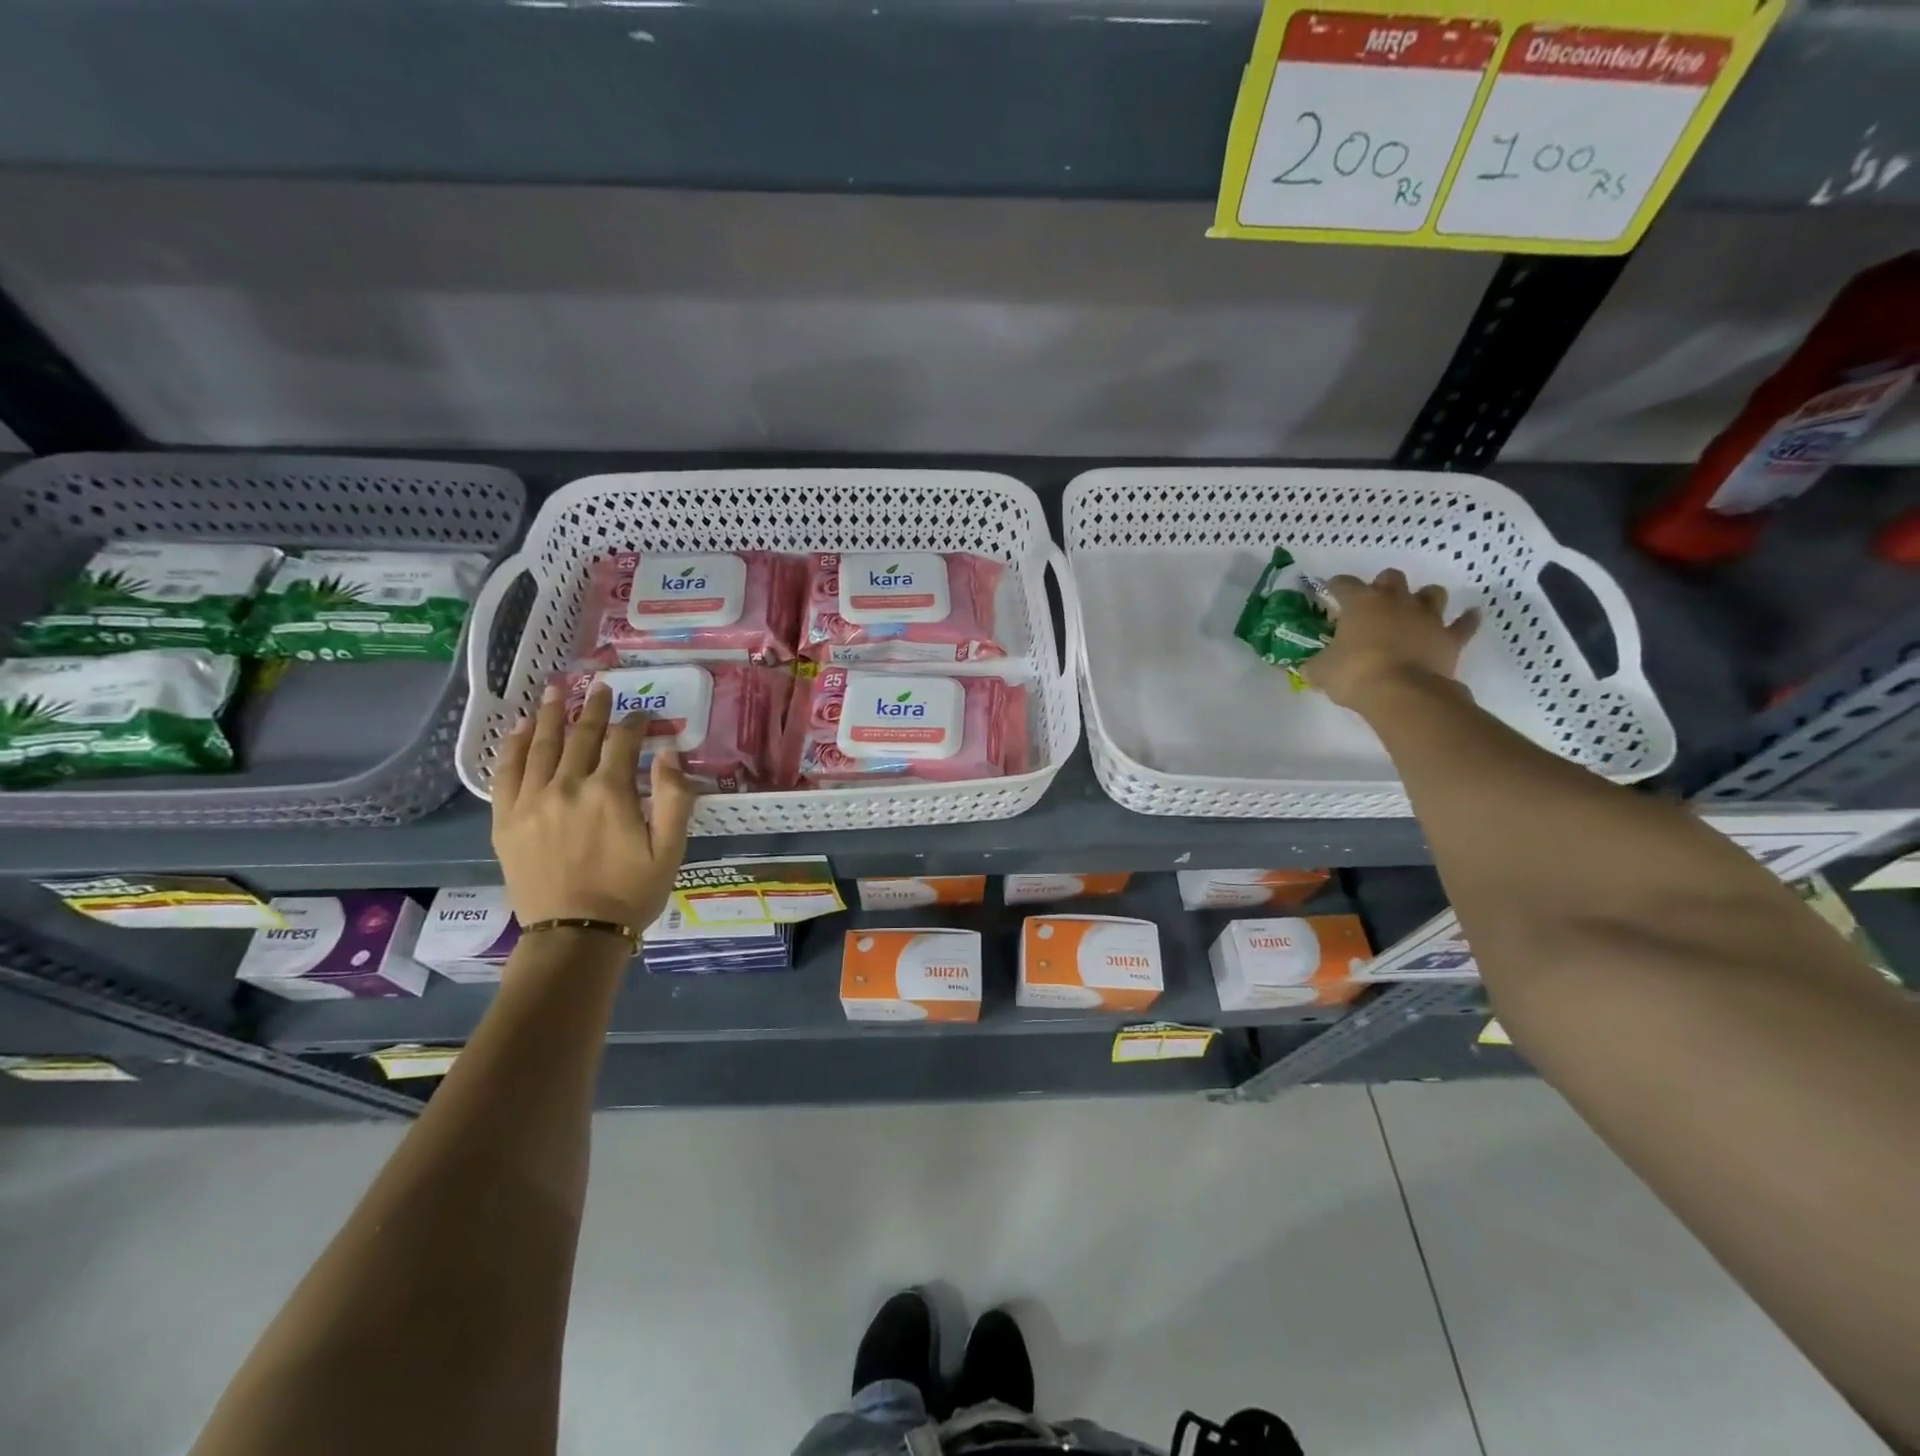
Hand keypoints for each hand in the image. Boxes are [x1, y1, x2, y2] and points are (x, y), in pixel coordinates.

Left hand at [491, 683, 696, 930]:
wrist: (575, 934)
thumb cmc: (631, 892)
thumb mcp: (671, 849)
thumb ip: (675, 797)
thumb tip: (669, 752)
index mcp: (610, 792)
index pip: (623, 741)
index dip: (635, 723)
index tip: (644, 715)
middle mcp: (568, 786)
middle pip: (581, 735)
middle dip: (594, 708)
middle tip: (600, 687)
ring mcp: (532, 801)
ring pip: (542, 746)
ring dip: (551, 715)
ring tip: (556, 690)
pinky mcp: (506, 819)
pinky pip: (507, 772)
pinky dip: (514, 746)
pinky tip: (521, 728)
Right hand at [1304, 569, 1479, 710]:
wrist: (1403, 694)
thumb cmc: (1355, 674)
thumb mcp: (1321, 671)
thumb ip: (1316, 664)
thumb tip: (1309, 667)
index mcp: (1361, 603)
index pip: (1344, 584)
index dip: (1335, 587)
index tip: (1330, 593)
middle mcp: (1396, 601)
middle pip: (1392, 578)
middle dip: (1383, 586)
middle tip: (1374, 603)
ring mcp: (1427, 617)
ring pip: (1432, 593)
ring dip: (1423, 598)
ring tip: (1415, 609)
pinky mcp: (1450, 638)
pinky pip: (1464, 624)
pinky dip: (1467, 619)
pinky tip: (1470, 615)